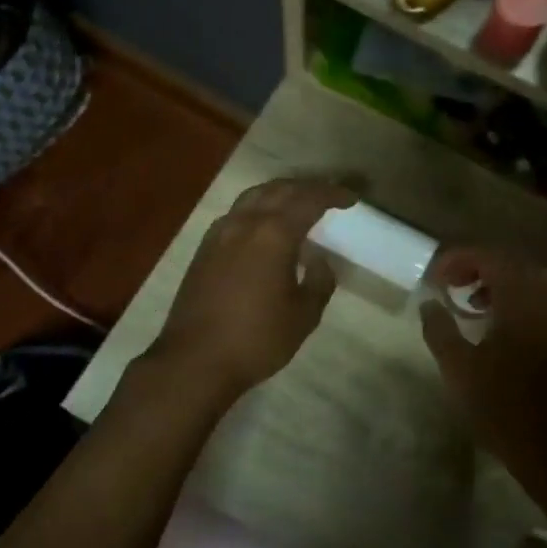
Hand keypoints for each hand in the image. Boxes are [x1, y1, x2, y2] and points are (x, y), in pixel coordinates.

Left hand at [149, 178, 357, 400]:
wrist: (195, 359)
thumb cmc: (257, 339)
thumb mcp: (303, 316)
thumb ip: (319, 282)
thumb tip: (319, 261)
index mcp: (274, 234)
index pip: (308, 200)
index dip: (332, 194)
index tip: (350, 199)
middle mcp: (244, 223)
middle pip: (279, 189)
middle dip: (306, 188)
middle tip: (327, 196)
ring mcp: (219, 233)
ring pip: (253, 196)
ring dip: (279, 193)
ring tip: (296, 203)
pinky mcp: (204, 248)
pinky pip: (235, 213)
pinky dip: (256, 209)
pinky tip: (262, 226)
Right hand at [418, 247, 546, 494]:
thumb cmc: (504, 408)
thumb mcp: (459, 370)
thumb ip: (440, 330)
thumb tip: (429, 303)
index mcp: (521, 299)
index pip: (489, 257)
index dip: (458, 260)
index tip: (435, 278)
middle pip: (512, 263)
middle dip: (478, 267)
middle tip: (451, 285)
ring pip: (529, 281)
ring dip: (498, 284)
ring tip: (471, 304)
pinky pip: (541, 300)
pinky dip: (516, 300)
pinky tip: (497, 326)